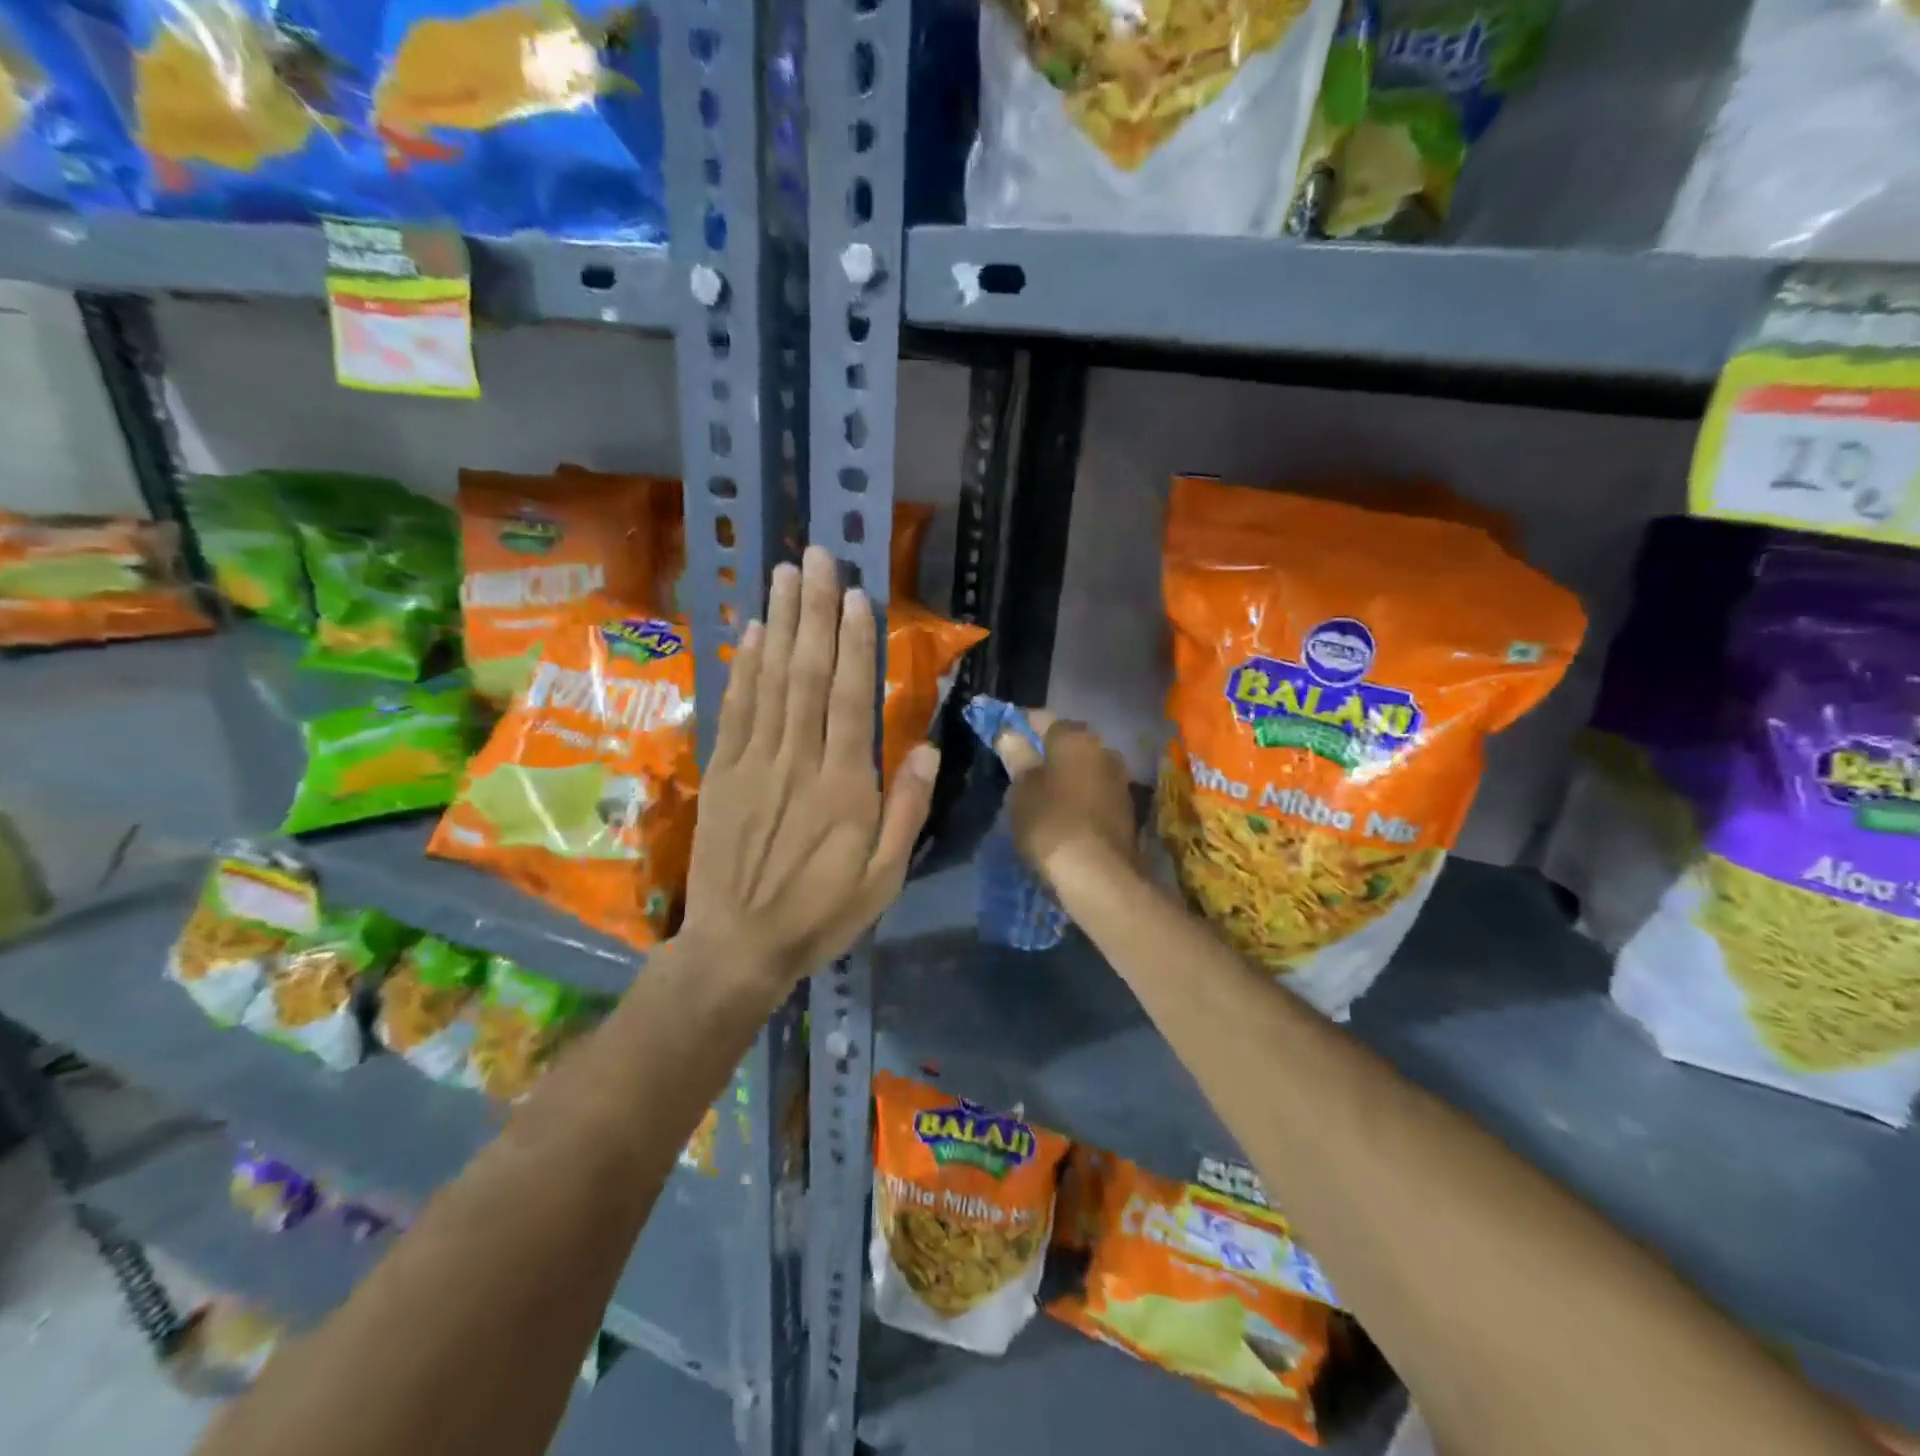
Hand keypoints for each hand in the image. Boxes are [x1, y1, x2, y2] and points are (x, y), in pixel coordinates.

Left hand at [682, 546, 939, 987]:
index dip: (854, 643)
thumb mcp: (884, 878)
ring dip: (778, 624)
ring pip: (769, 681)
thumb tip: (926, 747)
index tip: (857, 596)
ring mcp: (754, 762)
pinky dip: (743, 667)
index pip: (851, 699)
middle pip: (807, 674)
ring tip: (784, 575)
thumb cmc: (821, 913)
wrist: (738, 947)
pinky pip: (735, 709)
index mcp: (844, 786)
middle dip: (815, 612)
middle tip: (819, 558)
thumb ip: (907, 810)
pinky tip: (750, 633)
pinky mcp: (723, 772)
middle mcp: (798, 761)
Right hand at [993, 712, 1137, 886]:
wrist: (1100, 876)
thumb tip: (1008, 732)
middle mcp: (1104, 750)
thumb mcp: (1023, 788)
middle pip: (1066, 741)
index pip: (1041, 718)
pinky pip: (1092, 792)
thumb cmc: (1052, 823)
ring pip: (1082, 767)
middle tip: (1017, 767)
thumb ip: (1017, 755)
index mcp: (1076, 737)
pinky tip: (1060, 813)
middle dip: (1043, 750)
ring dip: (1062, 774)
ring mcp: (1119, 780)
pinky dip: (1076, 796)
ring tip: (1036, 793)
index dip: (1018, 724)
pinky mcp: (1125, 810)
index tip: (1000, 735)